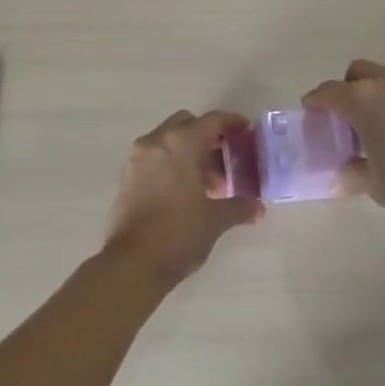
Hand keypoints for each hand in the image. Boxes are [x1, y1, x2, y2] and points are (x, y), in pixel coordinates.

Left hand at [104, 110, 262, 285]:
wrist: (132, 264)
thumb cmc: (179, 233)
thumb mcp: (215, 220)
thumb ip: (238, 207)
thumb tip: (257, 208)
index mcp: (181, 143)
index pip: (212, 121)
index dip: (231, 122)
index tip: (245, 130)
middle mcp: (156, 141)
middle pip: (186, 124)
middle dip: (207, 136)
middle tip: (225, 158)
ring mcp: (137, 158)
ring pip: (168, 140)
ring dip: (188, 152)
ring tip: (208, 183)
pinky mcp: (126, 177)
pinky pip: (154, 157)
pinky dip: (171, 164)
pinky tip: (185, 192)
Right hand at [304, 61, 384, 233]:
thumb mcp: (375, 185)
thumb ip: (352, 174)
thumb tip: (337, 178)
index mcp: (363, 100)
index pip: (328, 92)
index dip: (315, 102)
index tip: (310, 114)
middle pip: (356, 74)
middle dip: (345, 90)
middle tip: (344, 121)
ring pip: (383, 77)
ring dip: (372, 92)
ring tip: (373, 126)